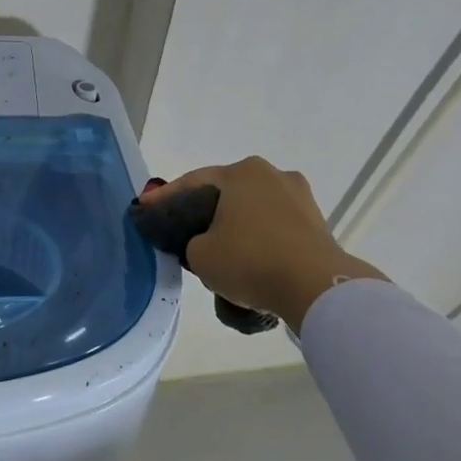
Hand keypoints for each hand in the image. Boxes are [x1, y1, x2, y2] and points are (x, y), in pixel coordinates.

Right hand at [141, 157, 383, 329]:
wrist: (316, 287)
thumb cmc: (251, 261)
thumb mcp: (199, 255)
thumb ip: (191, 242)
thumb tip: (204, 242)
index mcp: (242, 172)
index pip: (192, 182)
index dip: (165, 198)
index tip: (145, 210)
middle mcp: (273, 174)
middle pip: (226, 193)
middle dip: (204, 211)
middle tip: (181, 231)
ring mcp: (299, 197)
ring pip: (252, 210)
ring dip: (233, 226)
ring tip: (216, 250)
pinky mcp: (316, 223)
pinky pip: (274, 227)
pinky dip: (257, 239)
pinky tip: (246, 258)